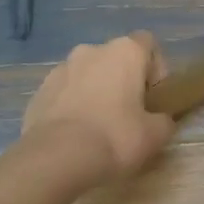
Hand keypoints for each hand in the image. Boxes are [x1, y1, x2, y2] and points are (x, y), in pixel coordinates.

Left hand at [21, 31, 175, 182]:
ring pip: (88, 75)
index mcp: (124, 52)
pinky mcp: (39, 92)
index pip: (148, 43)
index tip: (155, 97)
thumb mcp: (156, 135)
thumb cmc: (115, 137)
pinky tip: (76, 136)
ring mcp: (60, 69)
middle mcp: (91, 51)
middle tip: (130, 115)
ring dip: (96, 92)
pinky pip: (65, 94)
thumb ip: (164, 120)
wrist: (55, 159)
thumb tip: (160, 120)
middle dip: (124, 81)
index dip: (156, 68)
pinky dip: (73, 107)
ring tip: (99, 128)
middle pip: (116, 59)